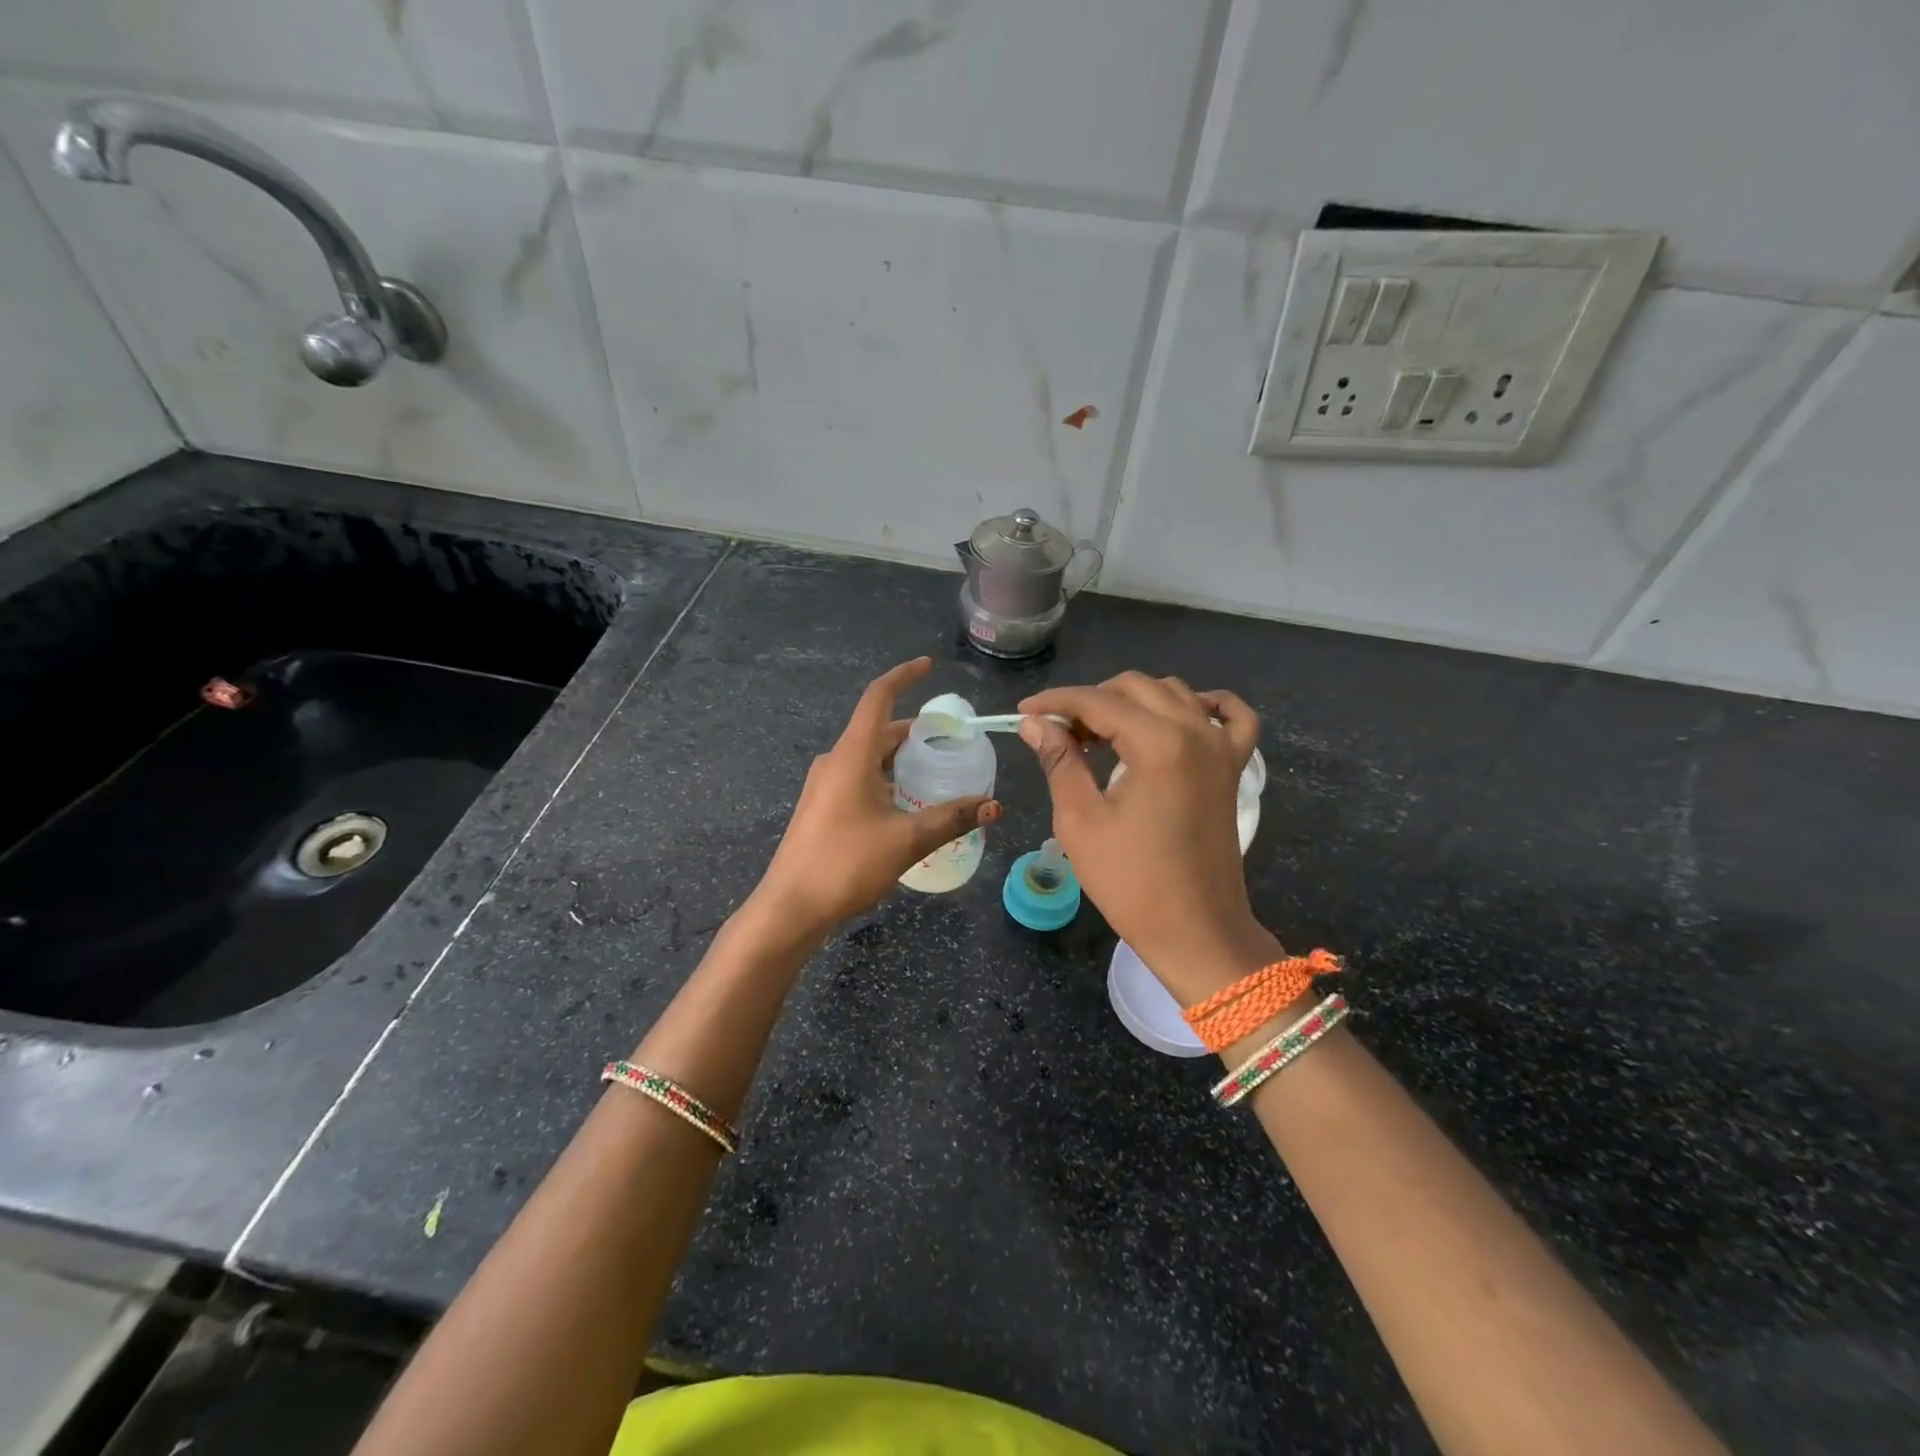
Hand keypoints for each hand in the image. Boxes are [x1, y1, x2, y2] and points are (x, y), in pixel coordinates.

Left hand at [751, 657, 999, 939]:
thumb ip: (951, 818)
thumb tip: (995, 805)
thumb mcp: (906, 840)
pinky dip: (889, 778)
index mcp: (851, 755)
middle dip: (916, 730)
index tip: (929, 666)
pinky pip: (861, 777)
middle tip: (954, 740)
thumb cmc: (845, 864)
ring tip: (939, 771)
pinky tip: (910, 803)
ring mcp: (826, 785)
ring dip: (903, 758)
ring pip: (871, 757)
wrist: (790, 908)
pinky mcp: (824, 806)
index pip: (878, 698)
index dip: (904, 676)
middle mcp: (835, 761)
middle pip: (880, 730)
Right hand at [1018, 673, 1280, 1004]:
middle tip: (1058, 732)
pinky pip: (1232, 717)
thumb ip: (1060, 761)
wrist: (1195, 930)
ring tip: (1100, 733)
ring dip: (1133, 701)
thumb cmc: (1131, 882)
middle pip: (1136, 688)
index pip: (1098, 702)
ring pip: (1174, 693)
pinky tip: (1180, 716)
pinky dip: (1204, 705)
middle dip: (1091, 701)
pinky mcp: (1234, 768)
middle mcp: (1197, 732)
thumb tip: (1035, 724)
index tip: (1024, 713)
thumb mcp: (1081, 821)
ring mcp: (1222, 748)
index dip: (1056, 702)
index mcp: (1159, 744)